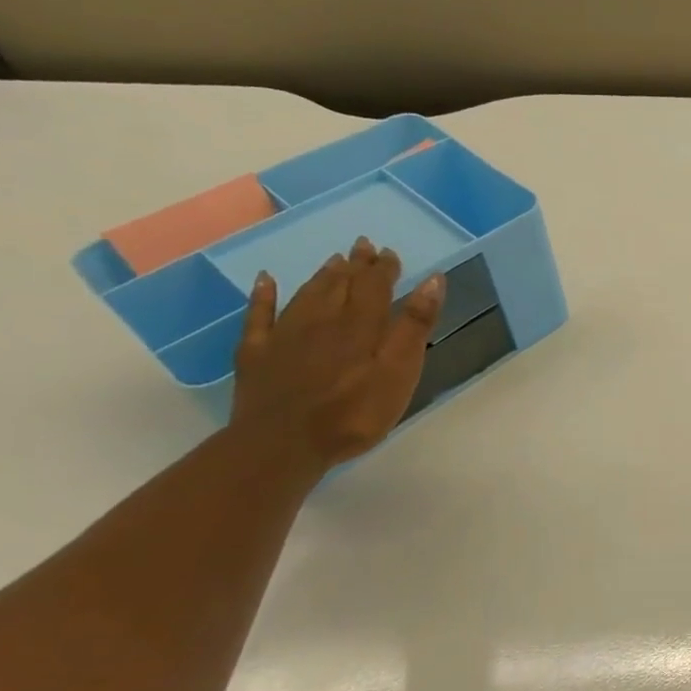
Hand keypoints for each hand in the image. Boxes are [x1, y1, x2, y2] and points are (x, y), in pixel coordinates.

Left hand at [231, 237, 445, 472]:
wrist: (283, 445)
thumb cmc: (355, 412)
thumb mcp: (400, 371)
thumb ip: (414, 325)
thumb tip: (433, 280)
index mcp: (360, 325)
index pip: (375, 286)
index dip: (384, 268)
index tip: (390, 253)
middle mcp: (322, 321)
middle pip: (340, 285)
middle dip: (355, 265)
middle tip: (362, 246)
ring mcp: (285, 336)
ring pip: (306, 295)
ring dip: (322, 276)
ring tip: (333, 260)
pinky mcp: (257, 354)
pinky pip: (259, 316)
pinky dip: (263, 295)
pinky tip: (265, 281)